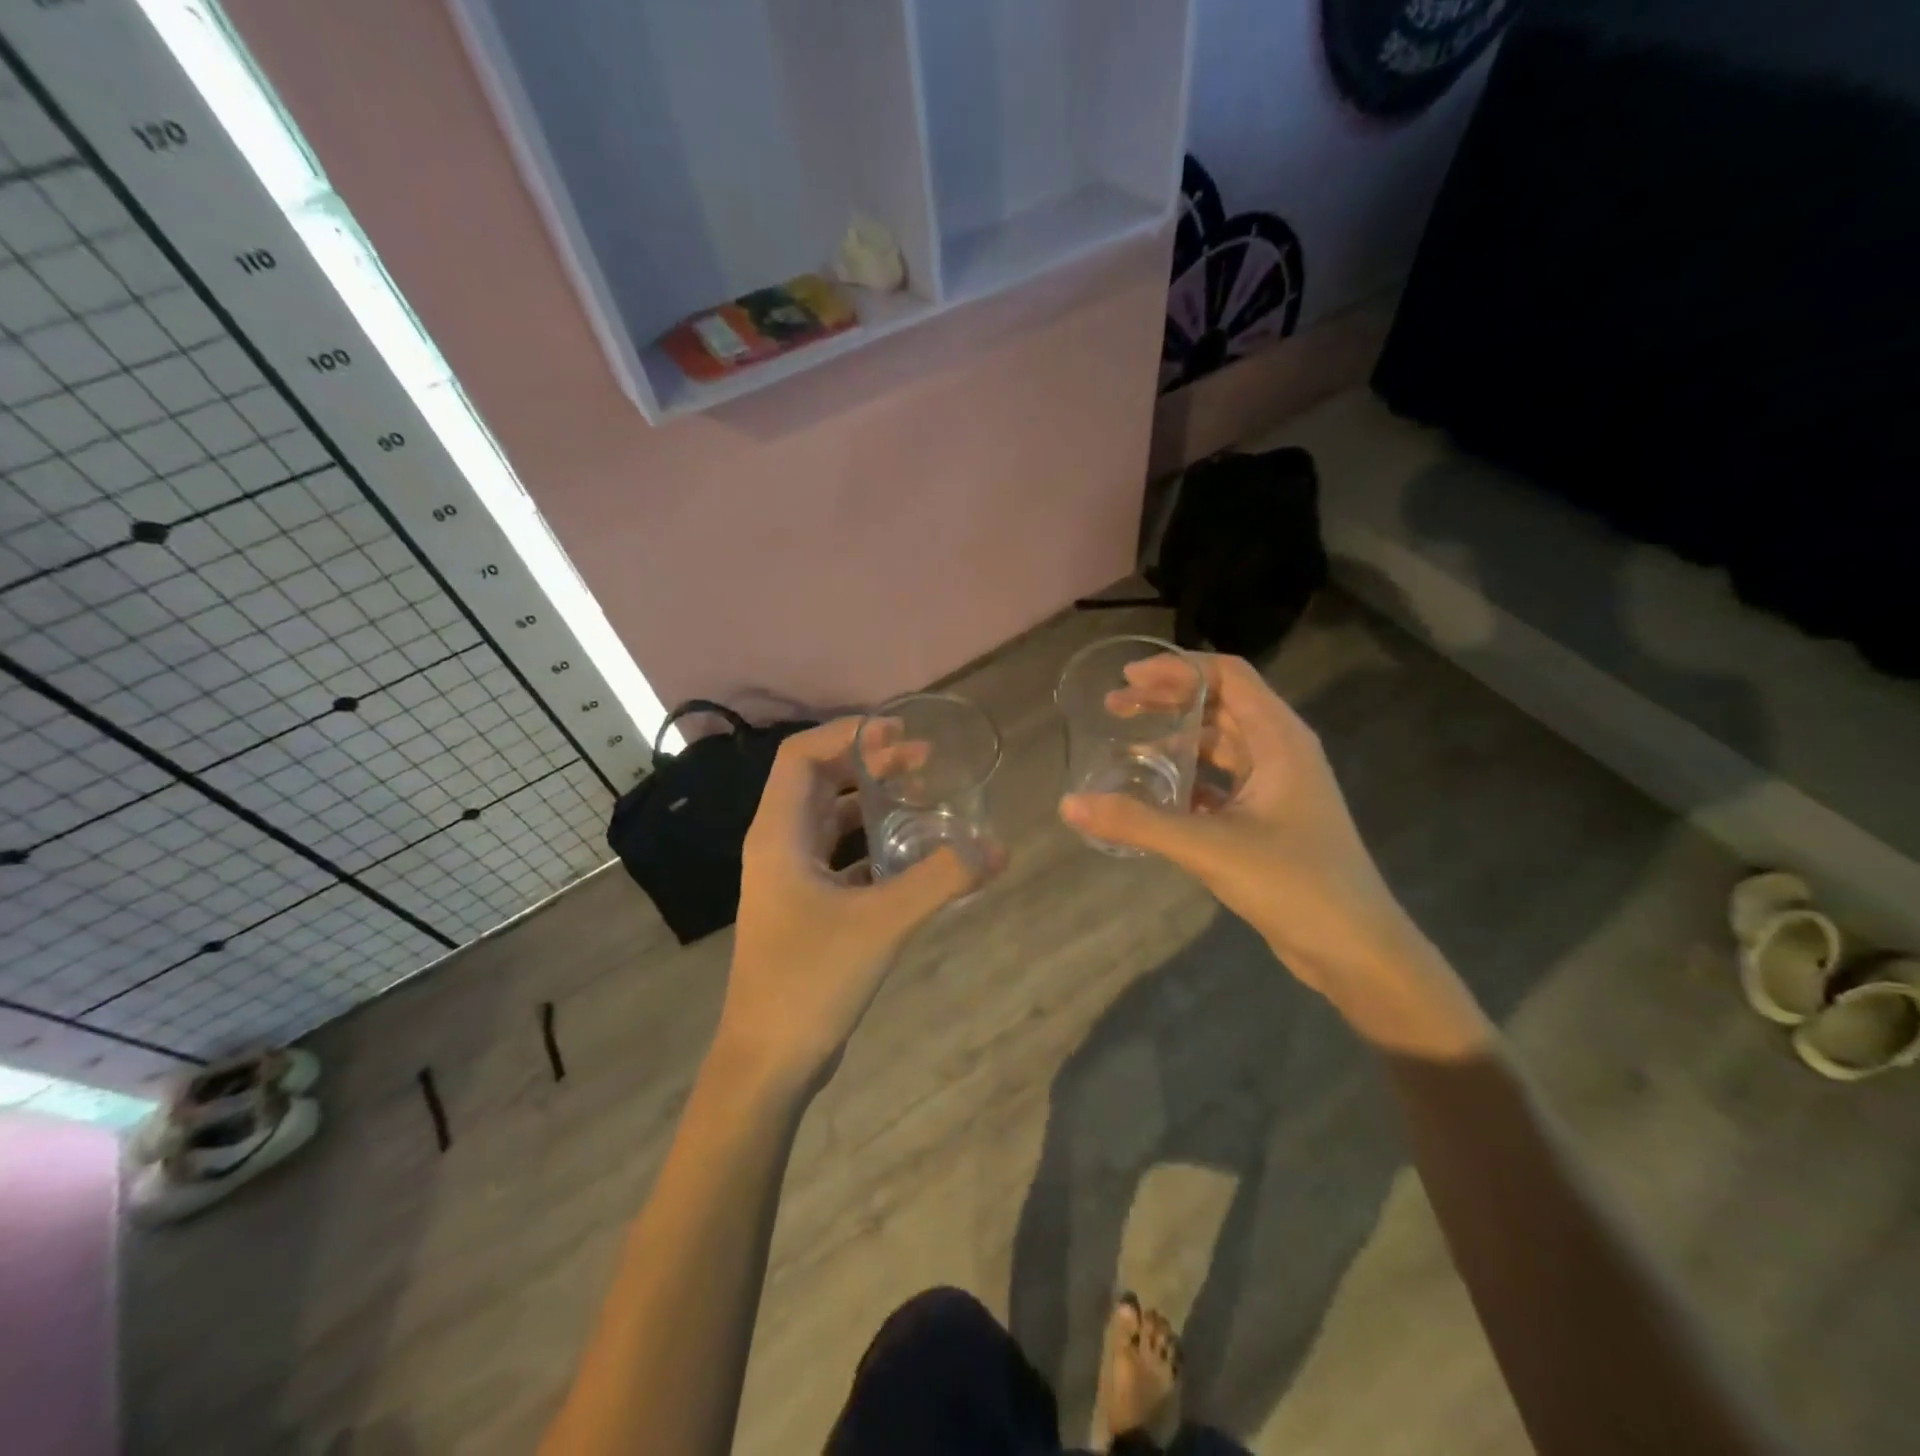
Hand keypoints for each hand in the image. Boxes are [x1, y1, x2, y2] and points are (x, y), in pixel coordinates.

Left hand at [719, 718, 988, 1090]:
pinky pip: (840, 855)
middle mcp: (778, 846)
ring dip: (872, 800)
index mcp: (778, 834)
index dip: (847, 734)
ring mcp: (789, 878)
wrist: (768, 1061)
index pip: (801, 756)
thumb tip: (997, 847)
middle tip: (923, 758)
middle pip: (819, 780)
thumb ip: (941, 880)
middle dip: (868, 761)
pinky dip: (873, 842)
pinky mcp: (806, 906)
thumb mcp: (882, 923)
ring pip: (831, 818)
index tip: (898, 731)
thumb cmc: (810, 980)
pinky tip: (913, 852)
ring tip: (922, 793)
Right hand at [1060, 653, 1425, 999]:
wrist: (1355, 950)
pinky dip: (1187, 778)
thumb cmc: (1295, 884)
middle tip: (1114, 708)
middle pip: (1220, 705)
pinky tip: (1154, 794)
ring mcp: (1276, 787)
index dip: (1177, 669)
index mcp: (1280, 739)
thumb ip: (1138, 823)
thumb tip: (1069, 804)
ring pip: (1220, 745)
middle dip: (1167, 700)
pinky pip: (1220, 782)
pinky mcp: (1268, 819)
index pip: (1228, 676)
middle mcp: (1281, 752)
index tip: (1127, 677)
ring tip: (1126, 747)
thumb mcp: (1210, 847)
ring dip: (1176, 739)